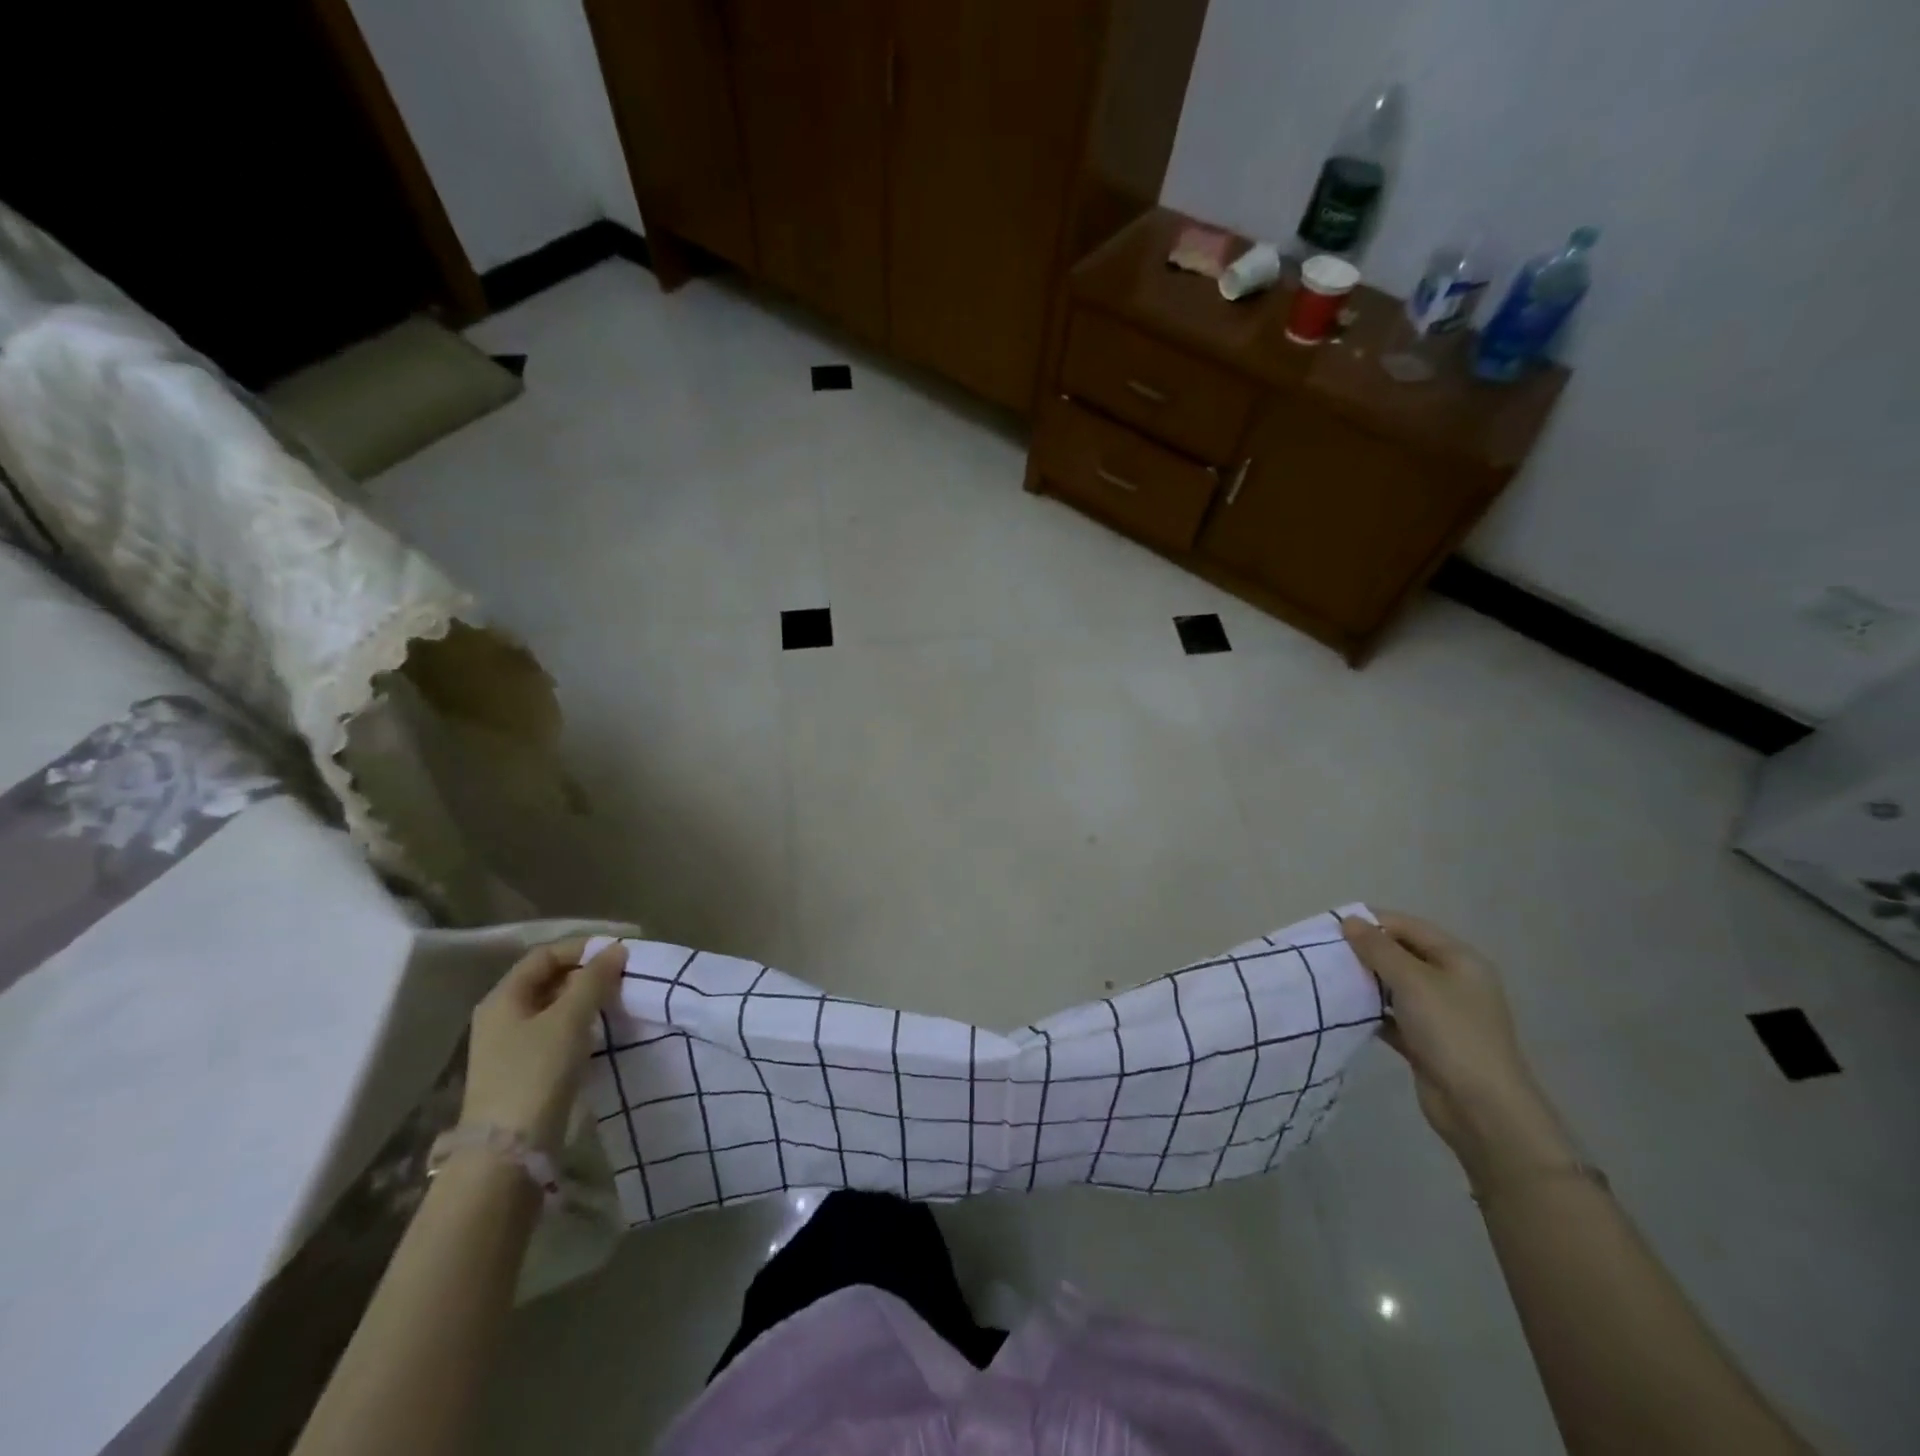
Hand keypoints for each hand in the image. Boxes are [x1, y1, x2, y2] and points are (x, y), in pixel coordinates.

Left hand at [461, 938, 627, 1150]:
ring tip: (620, 999)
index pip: (545, 955)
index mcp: (503, 998)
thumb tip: (616, 949)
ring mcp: (511, 1046)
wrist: (509, 1151)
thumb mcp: (569, 1019)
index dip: (582, 947)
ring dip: (587, 999)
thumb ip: (594, 980)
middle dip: (587, 973)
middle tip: (625, 975)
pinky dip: (581, 1024)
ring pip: (555, 1007)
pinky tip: (603, 1030)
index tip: (620, 951)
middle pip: (549, 979)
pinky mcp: (525, 1071)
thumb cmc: (536, 1073)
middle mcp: (502, 1017)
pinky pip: (556, 1032)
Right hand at [1341, 912, 1571, 1183]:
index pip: (1409, 926)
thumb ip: (1378, 948)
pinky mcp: (1426, 1041)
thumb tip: (1349, 920)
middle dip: (1365, 951)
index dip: (1372, 922)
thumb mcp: (1412, 981)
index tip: (1331, 927)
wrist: (1481, 1108)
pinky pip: (1392, 1015)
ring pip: (1395, 986)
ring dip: (1365, 981)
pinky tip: (1344, 1009)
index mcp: (1459, 960)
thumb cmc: (1450, 1032)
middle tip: (1326, 953)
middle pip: (1401, 954)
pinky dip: (1371, 1011)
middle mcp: (1452, 981)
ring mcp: (1440, 1013)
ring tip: (1329, 978)